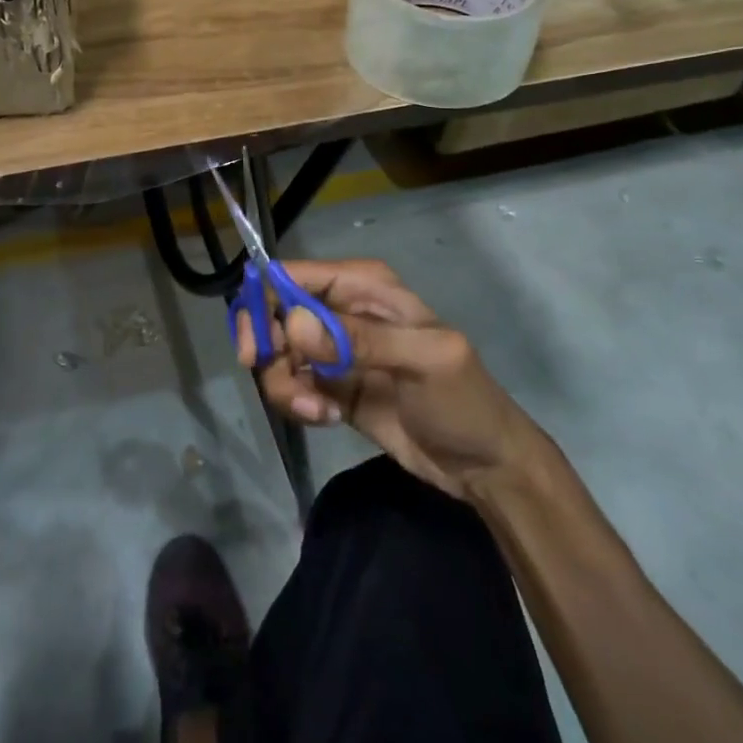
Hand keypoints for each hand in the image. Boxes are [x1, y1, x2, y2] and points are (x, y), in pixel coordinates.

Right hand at [237, 259, 541, 502]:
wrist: (485, 466)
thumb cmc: (463, 401)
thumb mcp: (424, 360)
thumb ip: (360, 339)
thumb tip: (293, 325)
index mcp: (363, 285)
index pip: (294, 276)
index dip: (264, 301)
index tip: (257, 346)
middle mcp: (341, 310)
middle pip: (276, 313)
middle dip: (267, 347)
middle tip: (273, 377)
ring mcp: (334, 350)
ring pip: (280, 353)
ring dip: (284, 383)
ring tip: (315, 411)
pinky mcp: (331, 386)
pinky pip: (292, 384)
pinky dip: (297, 402)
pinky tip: (326, 419)